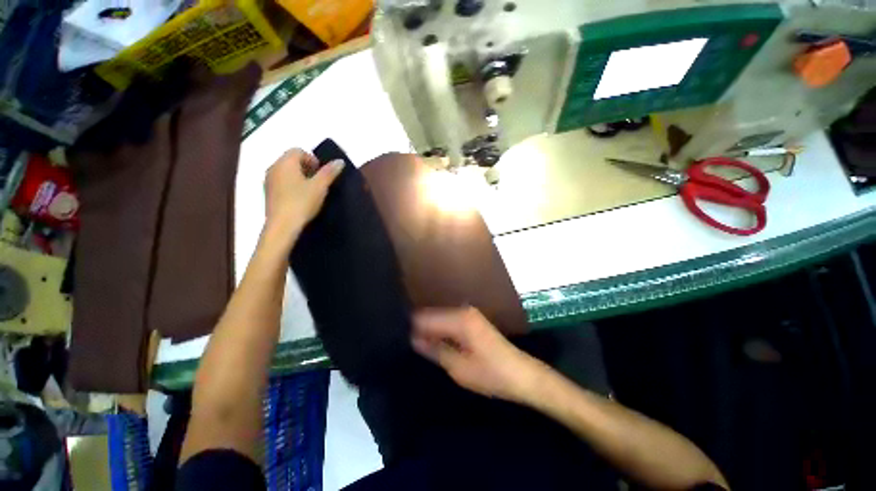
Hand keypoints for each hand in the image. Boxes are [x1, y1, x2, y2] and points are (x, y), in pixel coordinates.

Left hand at [264, 148, 343, 239]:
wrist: (283, 226)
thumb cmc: (302, 202)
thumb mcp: (320, 186)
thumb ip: (329, 172)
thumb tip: (339, 161)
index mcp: (285, 162)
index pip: (298, 150)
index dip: (313, 159)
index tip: (322, 174)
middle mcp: (274, 167)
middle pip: (291, 160)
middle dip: (307, 168)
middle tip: (319, 182)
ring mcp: (268, 181)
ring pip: (286, 172)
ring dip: (299, 177)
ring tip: (311, 192)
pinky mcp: (268, 194)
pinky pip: (281, 182)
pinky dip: (291, 186)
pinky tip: (300, 199)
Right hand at [412, 307, 545, 402]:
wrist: (523, 375)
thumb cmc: (491, 374)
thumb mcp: (459, 367)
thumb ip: (435, 350)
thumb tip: (414, 339)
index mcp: (459, 319)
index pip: (425, 317)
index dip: (412, 328)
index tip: (400, 339)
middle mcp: (463, 310)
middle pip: (432, 316)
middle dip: (421, 329)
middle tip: (409, 345)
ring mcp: (469, 314)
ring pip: (440, 319)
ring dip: (431, 331)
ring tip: (420, 346)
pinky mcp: (473, 320)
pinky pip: (449, 322)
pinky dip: (441, 332)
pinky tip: (437, 344)